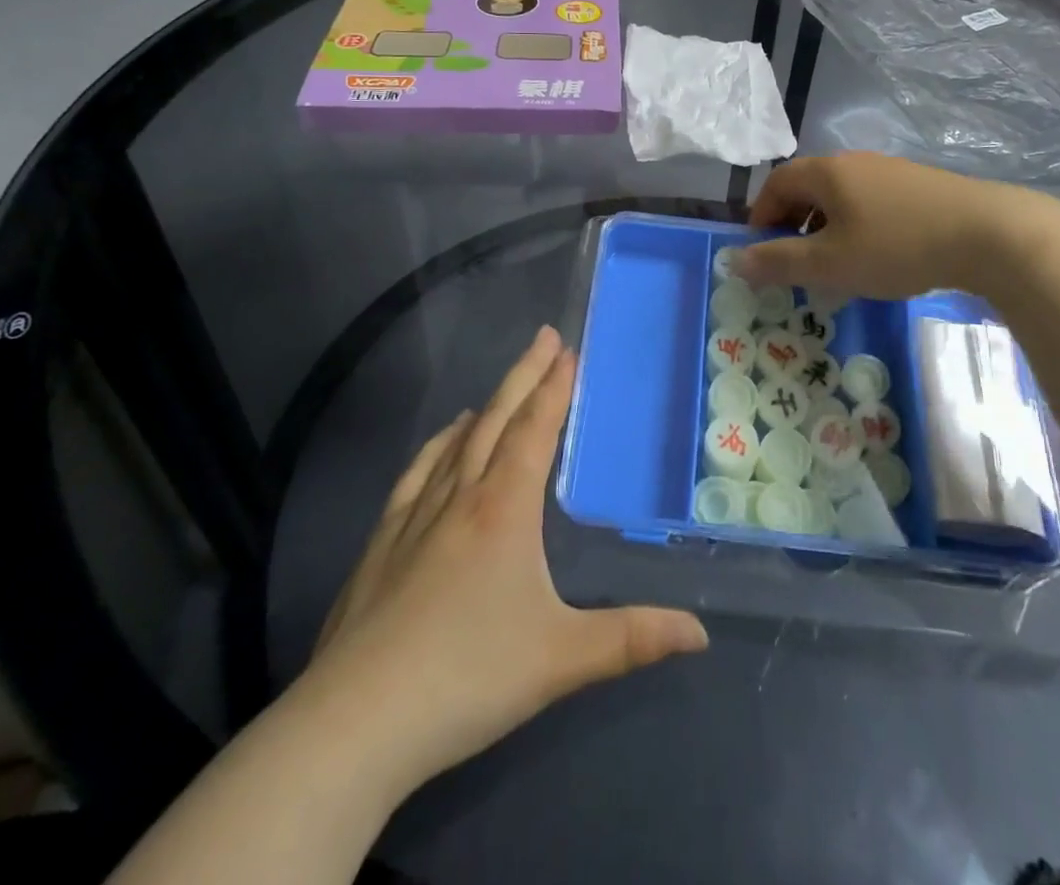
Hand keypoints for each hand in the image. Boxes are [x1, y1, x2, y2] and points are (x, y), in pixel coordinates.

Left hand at [303, 327, 708, 795]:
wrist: (358, 721)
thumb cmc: (469, 677)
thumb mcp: (562, 658)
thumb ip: (632, 639)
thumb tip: (700, 633)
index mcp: (504, 510)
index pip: (535, 431)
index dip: (554, 388)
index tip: (566, 350)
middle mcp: (460, 498)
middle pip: (497, 421)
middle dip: (524, 376)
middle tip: (543, 338)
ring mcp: (414, 518)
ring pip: (455, 444)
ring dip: (485, 409)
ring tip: (500, 391)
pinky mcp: (381, 545)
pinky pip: (416, 476)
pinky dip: (436, 448)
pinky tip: (440, 446)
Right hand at [737, 151, 1039, 298]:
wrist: (989, 234)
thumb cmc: (897, 246)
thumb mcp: (829, 263)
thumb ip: (779, 262)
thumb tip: (734, 260)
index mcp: (827, 172)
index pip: (776, 182)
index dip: (761, 215)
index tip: (762, 251)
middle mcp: (855, 162)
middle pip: (808, 186)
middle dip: (792, 223)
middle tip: (795, 262)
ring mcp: (891, 171)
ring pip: (841, 196)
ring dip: (825, 227)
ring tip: (834, 264)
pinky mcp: (920, 186)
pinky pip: (870, 202)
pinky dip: (856, 226)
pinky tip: (876, 257)